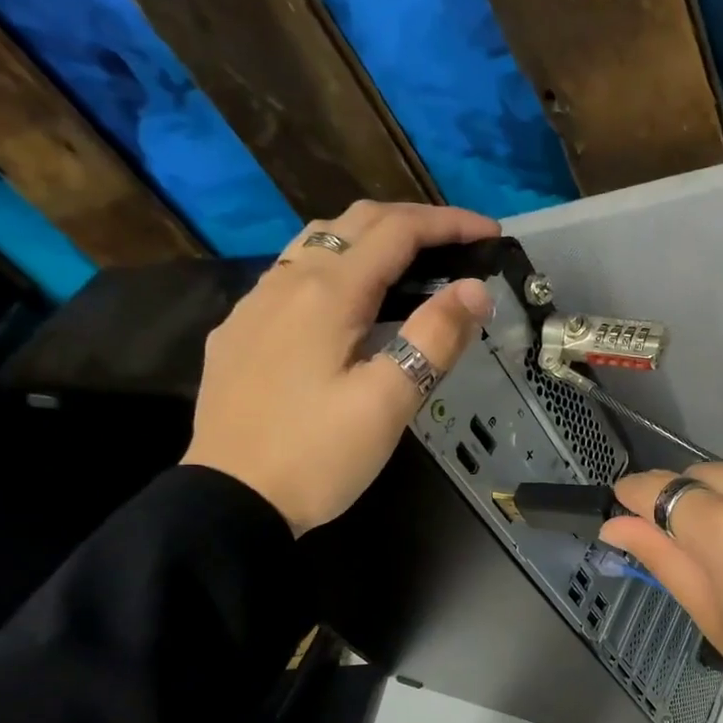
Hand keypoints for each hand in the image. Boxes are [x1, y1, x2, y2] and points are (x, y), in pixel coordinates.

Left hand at [183, 202, 498, 534]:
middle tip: (459, 244)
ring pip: (318, 242)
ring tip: (411, 264)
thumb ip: (434, 339)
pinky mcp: (240, 331)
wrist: (230, 499)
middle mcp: (287, 281)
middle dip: (413, 223)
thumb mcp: (388, 403)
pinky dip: (337, 265)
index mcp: (328, 293)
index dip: (449, 224)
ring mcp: (256, 304)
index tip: (491, 233)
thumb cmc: (318, 454)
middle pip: (355, 223)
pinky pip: (292, 274)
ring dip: (371, 238)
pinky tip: (347, 302)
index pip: (397, 232)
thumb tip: (475, 289)